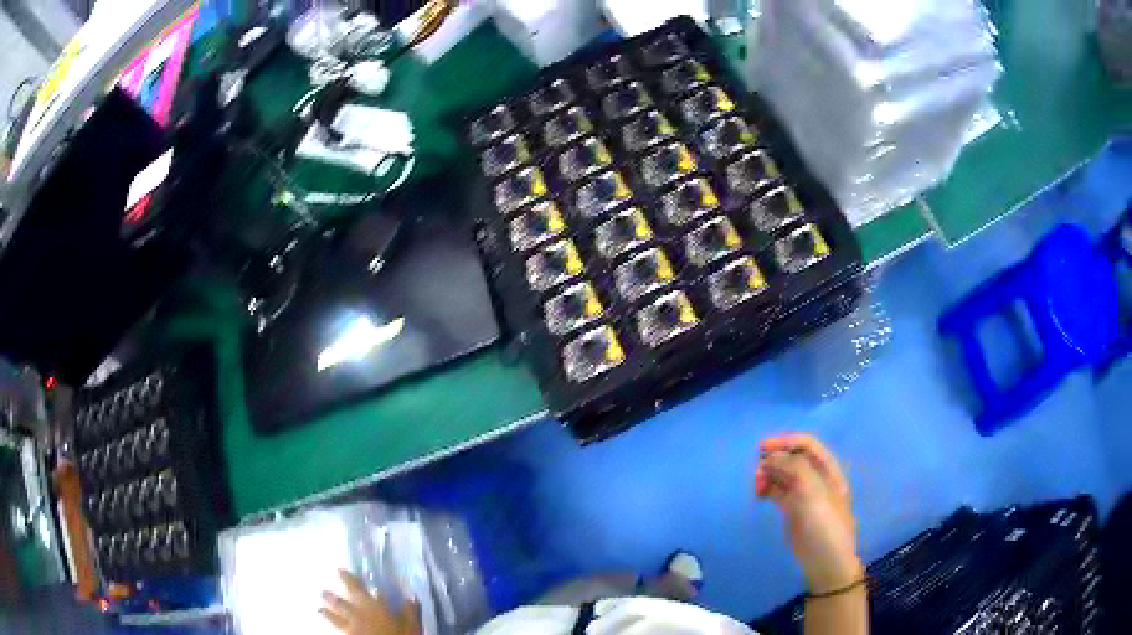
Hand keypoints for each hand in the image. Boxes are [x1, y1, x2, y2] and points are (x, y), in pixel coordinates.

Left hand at [320, 570, 421, 634]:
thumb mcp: (411, 624)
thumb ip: (409, 610)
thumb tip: (410, 595)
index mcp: (372, 606)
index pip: (357, 588)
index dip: (348, 579)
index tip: (338, 569)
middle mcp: (358, 614)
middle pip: (341, 603)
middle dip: (331, 597)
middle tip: (322, 591)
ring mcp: (351, 627)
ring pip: (335, 617)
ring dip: (327, 612)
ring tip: (320, 608)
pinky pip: (337, 629)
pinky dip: (332, 625)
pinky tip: (329, 625)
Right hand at [755, 434, 861, 594]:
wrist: (826, 562)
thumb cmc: (825, 525)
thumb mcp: (813, 493)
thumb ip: (795, 469)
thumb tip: (770, 457)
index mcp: (828, 470)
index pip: (807, 444)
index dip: (786, 441)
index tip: (761, 447)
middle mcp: (817, 478)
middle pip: (793, 458)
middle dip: (774, 458)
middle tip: (755, 470)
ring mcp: (805, 495)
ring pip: (784, 475)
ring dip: (769, 474)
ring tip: (756, 484)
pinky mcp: (793, 510)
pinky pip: (778, 492)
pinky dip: (767, 488)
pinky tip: (758, 493)